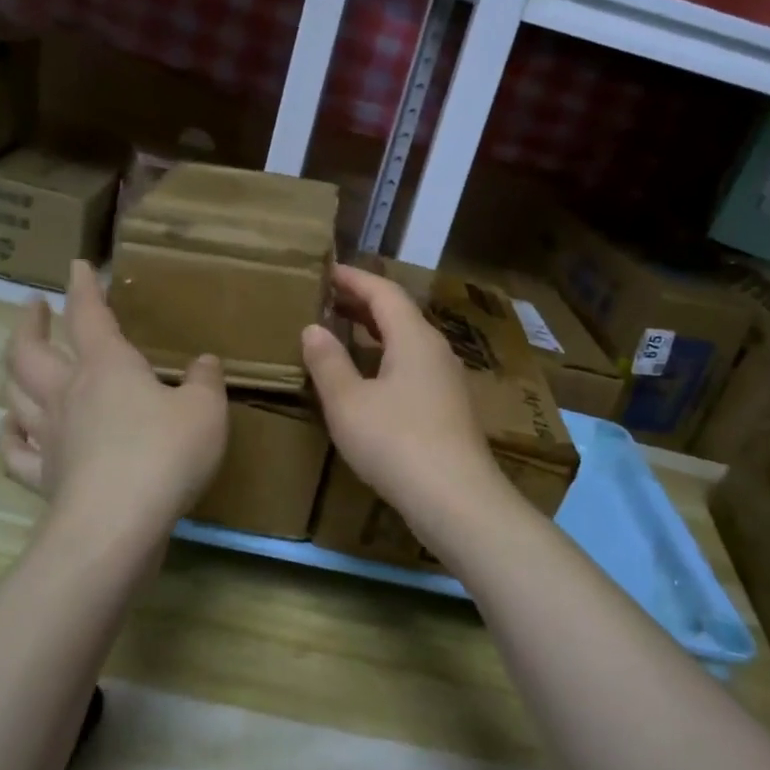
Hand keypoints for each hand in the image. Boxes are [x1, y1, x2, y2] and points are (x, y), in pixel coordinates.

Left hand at [0, 260, 227, 529]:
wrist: (117, 524)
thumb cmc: (165, 453)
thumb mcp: (205, 410)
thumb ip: (205, 381)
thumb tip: (204, 362)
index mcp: (107, 366)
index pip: (89, 315)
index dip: (83, 287)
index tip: (77, 266)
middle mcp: (67, 393)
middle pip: (29, 350)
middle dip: (29, 323)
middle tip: (33, 307)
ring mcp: (49, 436)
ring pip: (14, 394)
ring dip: (12, 369)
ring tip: (17, 359)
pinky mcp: (42, 478)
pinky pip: (14, 452)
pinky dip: (8, 436)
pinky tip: (11, 429)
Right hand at [302, 264, 500, 524]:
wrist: (456, 499)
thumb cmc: (396, 442)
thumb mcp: (349, 403)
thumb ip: (328, 362)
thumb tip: (313, 329)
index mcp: (414, 337)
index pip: (383, 291)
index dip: (353, 278)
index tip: (326, 270)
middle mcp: (435, 349)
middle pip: (398, 313)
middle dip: (362, 302)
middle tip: (327, 298)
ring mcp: (446, 379)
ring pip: (407, 340)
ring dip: (375, 330)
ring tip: (342, 330)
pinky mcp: (447, 406)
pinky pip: (412, 364)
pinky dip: (386, 355)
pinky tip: (369, 376)